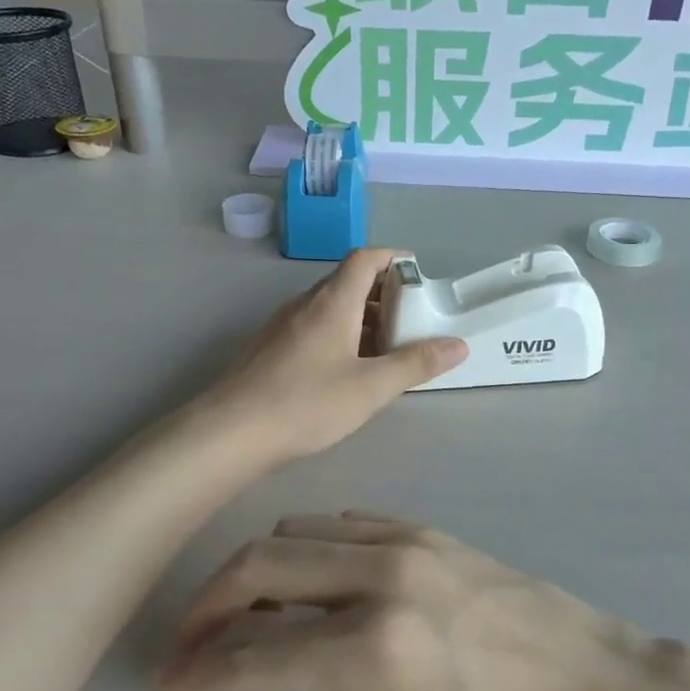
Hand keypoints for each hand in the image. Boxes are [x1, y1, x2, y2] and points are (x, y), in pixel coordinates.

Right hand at [156, 513, 658, 690]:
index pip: (254, 653)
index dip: (200, 670)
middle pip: (260, 565)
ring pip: (297, 532)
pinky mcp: (429, 530)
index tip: (171, 683)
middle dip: (209, 604)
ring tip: (248, 618)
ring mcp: (408, 542)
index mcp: (374, 647)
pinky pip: (344, 522)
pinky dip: (308, 548)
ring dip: (256, 571)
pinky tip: (313, 585)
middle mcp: (382, 575)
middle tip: (191, 643)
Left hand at [199, 249, 465, 465]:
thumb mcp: (371, 387)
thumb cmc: (306, 403)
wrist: (231, 431)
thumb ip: (416, 364)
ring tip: (386, 348)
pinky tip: (347, 370)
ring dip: (361, 318)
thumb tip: (458, 344)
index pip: (365, 258)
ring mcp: (282, 326)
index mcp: (332, 302)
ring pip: (330, 308)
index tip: (418, 273)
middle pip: (348, 282)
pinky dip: (339, 335)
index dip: (393, 258)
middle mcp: (304, 304)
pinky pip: (313, 328)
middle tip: (411, 320)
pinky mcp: (269, 349)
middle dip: (383, 294)